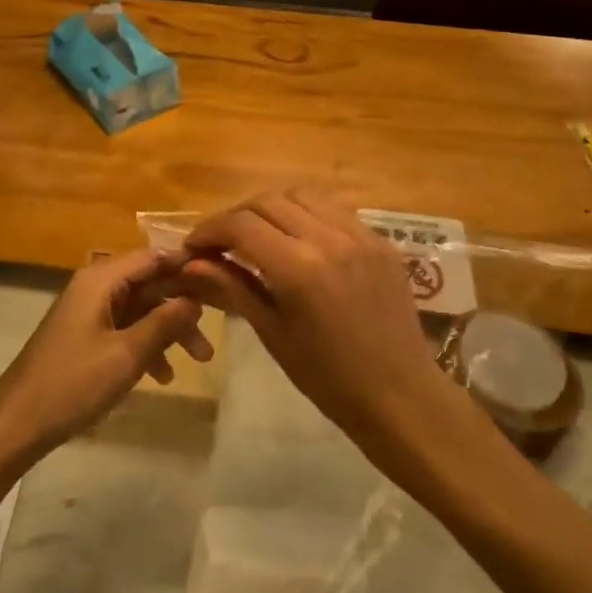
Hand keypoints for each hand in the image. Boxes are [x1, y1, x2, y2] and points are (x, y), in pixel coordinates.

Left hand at [0, 247, 214, 471]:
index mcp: (101, 279)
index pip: (153, 256)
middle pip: (150, 282)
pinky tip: (164, 375)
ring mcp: (90, 311)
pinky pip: (126, 328)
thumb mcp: (126, 355)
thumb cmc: (73, 384)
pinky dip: (147, 345)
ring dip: (170, 329)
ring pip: (141, 308)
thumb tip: (196, 298)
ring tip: (201, 359)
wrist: (17, 423)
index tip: (222, 277)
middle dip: (184, 303)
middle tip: (219, 323)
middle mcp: (96, 286)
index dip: (187, 263)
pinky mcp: (86, 335)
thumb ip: (164, 324)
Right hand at [180, 189, 457, 455]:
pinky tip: (299, 239)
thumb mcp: (273, 333)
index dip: (210, 230)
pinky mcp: (380, 240)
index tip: (194, 246)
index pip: (241, 225)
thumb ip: (232, 289)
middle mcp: (329, 238)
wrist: (401, 396)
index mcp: (299, 268)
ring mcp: (360, 234)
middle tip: (222, 241)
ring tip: (259, 234)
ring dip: (272, 208)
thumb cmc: (328, 378)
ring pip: (302, 196)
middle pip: (268, 201)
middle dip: (237, 216)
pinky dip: (307, 215)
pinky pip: (334, 210)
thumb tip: (190, 264)